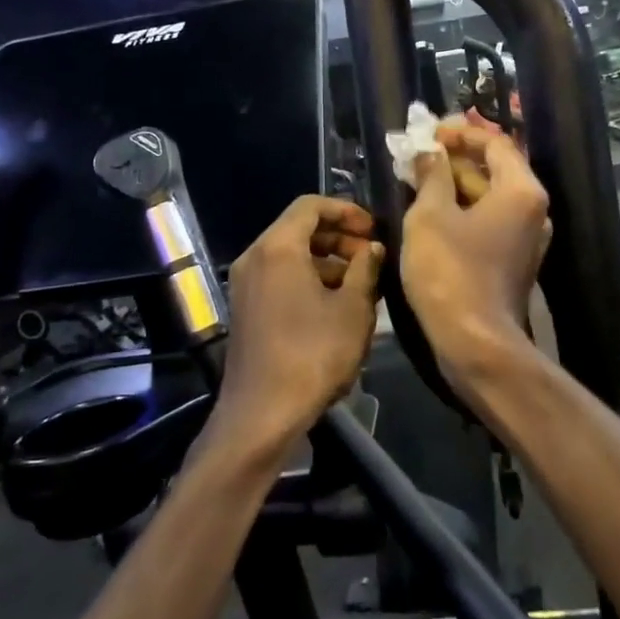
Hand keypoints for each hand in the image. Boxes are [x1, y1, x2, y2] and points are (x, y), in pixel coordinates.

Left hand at [214, 195, 382, 458]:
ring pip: (290, 254)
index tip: (373, 229)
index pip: (311, 205)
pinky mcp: (246, 308)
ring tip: (362, 284)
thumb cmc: (313, 354)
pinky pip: (279, 276)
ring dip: (327, 260)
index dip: (346, 210)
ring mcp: (246, 284)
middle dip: (339, 237)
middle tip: (372, 257)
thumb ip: (366, 269)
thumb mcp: (352, 309)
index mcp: (278, 247)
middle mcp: (255, 257)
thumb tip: (372, 248)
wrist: (262, 413)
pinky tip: (337, 304)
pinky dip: (308, 278)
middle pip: (299, 228)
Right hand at [401, 123, 550, 394]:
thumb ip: (431, 175)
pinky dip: (461, 211)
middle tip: (417, 155)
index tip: (429, 133)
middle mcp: (532, 210)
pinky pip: (488, 222)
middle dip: (454, 159)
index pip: (496, 142)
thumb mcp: (430, 215)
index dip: (460, 132)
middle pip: (494, 168)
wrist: (475, 343)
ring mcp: (525, 238)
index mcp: (521, 190)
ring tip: (416, 179)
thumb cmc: (451, 272)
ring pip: (488, 197)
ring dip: (455, 185)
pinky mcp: (512, 261)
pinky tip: (430, 212)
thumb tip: (429, 153)